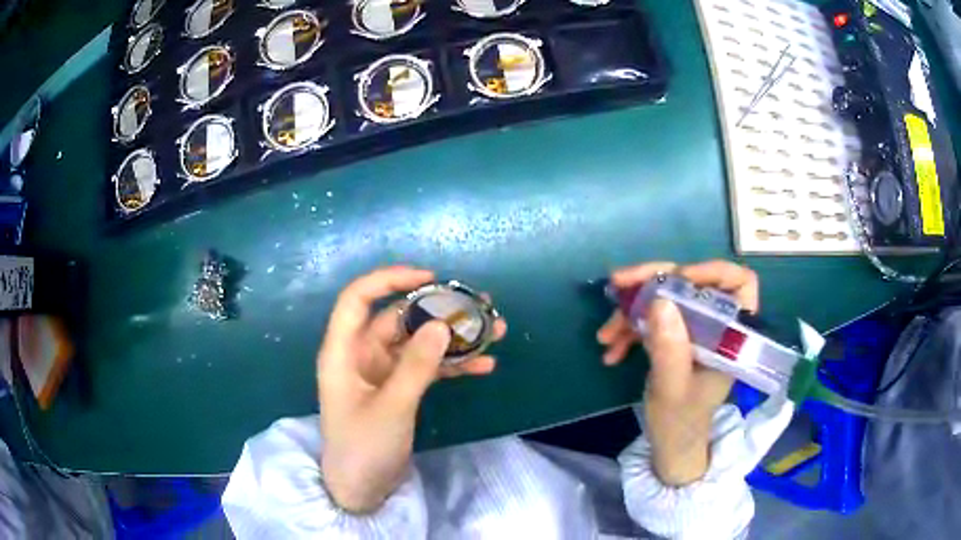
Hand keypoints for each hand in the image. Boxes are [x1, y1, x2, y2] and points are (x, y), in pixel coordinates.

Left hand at [317, 266, 506, 512]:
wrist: (361, 489)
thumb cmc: (363, 448)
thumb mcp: (391, 407)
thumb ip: (416, 366)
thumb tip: (442, 325)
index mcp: (343, 351)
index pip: (358, 299)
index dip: (389, 280)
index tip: (431, 278)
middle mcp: (361, 354)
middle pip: (398, 319)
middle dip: (438, 311)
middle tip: (478, 305)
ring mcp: (381, 372)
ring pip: (418, 342)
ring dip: (452, 338)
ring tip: (493, 330)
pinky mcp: (398, 389)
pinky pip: (427, 367)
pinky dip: (452, 365)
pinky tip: (484, 366)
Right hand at [597, 260, 758, 485]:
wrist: (670, 445)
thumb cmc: (681, 422)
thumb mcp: (672, 388)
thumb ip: (669, 348)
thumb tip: (659, 300)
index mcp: (730, 335)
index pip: (740, 284)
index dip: (712, 271)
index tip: (679, 278)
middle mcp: (714, 324)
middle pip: (691, 282)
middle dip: (653, 281)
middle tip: (618, 284)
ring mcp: (692, 328)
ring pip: (666, 297)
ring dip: (631, 309)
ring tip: (605, 335)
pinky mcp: (674, 335)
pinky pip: (652, 317)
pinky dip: (629, 327)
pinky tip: (611, 350)